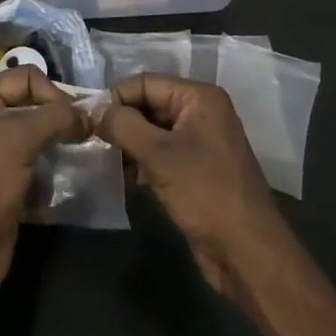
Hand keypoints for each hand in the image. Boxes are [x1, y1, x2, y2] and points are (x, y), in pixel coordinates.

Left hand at [0, 67, 82, 296]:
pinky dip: (55, 161)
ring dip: (61, 138)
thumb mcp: (18, 141)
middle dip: (59, 114)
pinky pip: (37, 159)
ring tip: (84, 148)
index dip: (52, 92)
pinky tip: (73, 169)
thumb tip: (87, 114)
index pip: (24, 76)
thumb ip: (54, 118)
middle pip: (31, 102)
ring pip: (36, 132)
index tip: (74, 118)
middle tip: (87, 131)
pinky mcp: (6, 179)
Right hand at [96, 74, 289, 296]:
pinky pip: (161, 153)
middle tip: (90, 142)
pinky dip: (140, 161)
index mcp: (199, 98)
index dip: (116, 98)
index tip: (88, 122)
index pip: (145, 82)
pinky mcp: (195, 169)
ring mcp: (199, 142)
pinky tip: (122, 177)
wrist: (246, 252)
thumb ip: (123, 125)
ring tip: (103, 161)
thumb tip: (94, 110)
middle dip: (121, 122)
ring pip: (152, 130)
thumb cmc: (205, 193)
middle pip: (149, 104)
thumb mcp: (159, 155)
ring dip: (127, 144)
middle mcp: (201, 112)